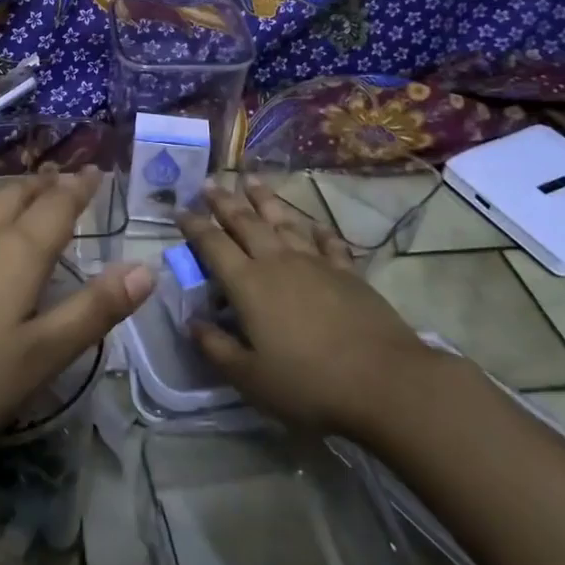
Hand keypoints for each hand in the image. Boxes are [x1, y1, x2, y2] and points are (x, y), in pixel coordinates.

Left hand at [0, 168, 153, 470]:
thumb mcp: (38, 360)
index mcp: (17, 255)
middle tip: (56, 176)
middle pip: (15, 197)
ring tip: (10, 190)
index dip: (80, 189)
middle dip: (41, 185)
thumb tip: (145, 268)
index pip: (58, 208)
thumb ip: (92, 312)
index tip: (93, 172)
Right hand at [180, 179, 433, 436]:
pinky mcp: (347, 273)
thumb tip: (191, 322)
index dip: (194, 226)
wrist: (384, 382)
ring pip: (284, 221)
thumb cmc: (308, 383)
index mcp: (248, 284)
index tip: (180, 210)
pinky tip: (312, 223)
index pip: (213, 245)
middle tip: (210, 182)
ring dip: (265, 199)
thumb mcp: (249, 378)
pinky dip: (316, 229)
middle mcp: (277, 262)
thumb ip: (216, 347)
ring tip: (251, 180)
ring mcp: (315, 263)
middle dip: (225, 201)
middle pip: (246, 222)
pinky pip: (327, 241)